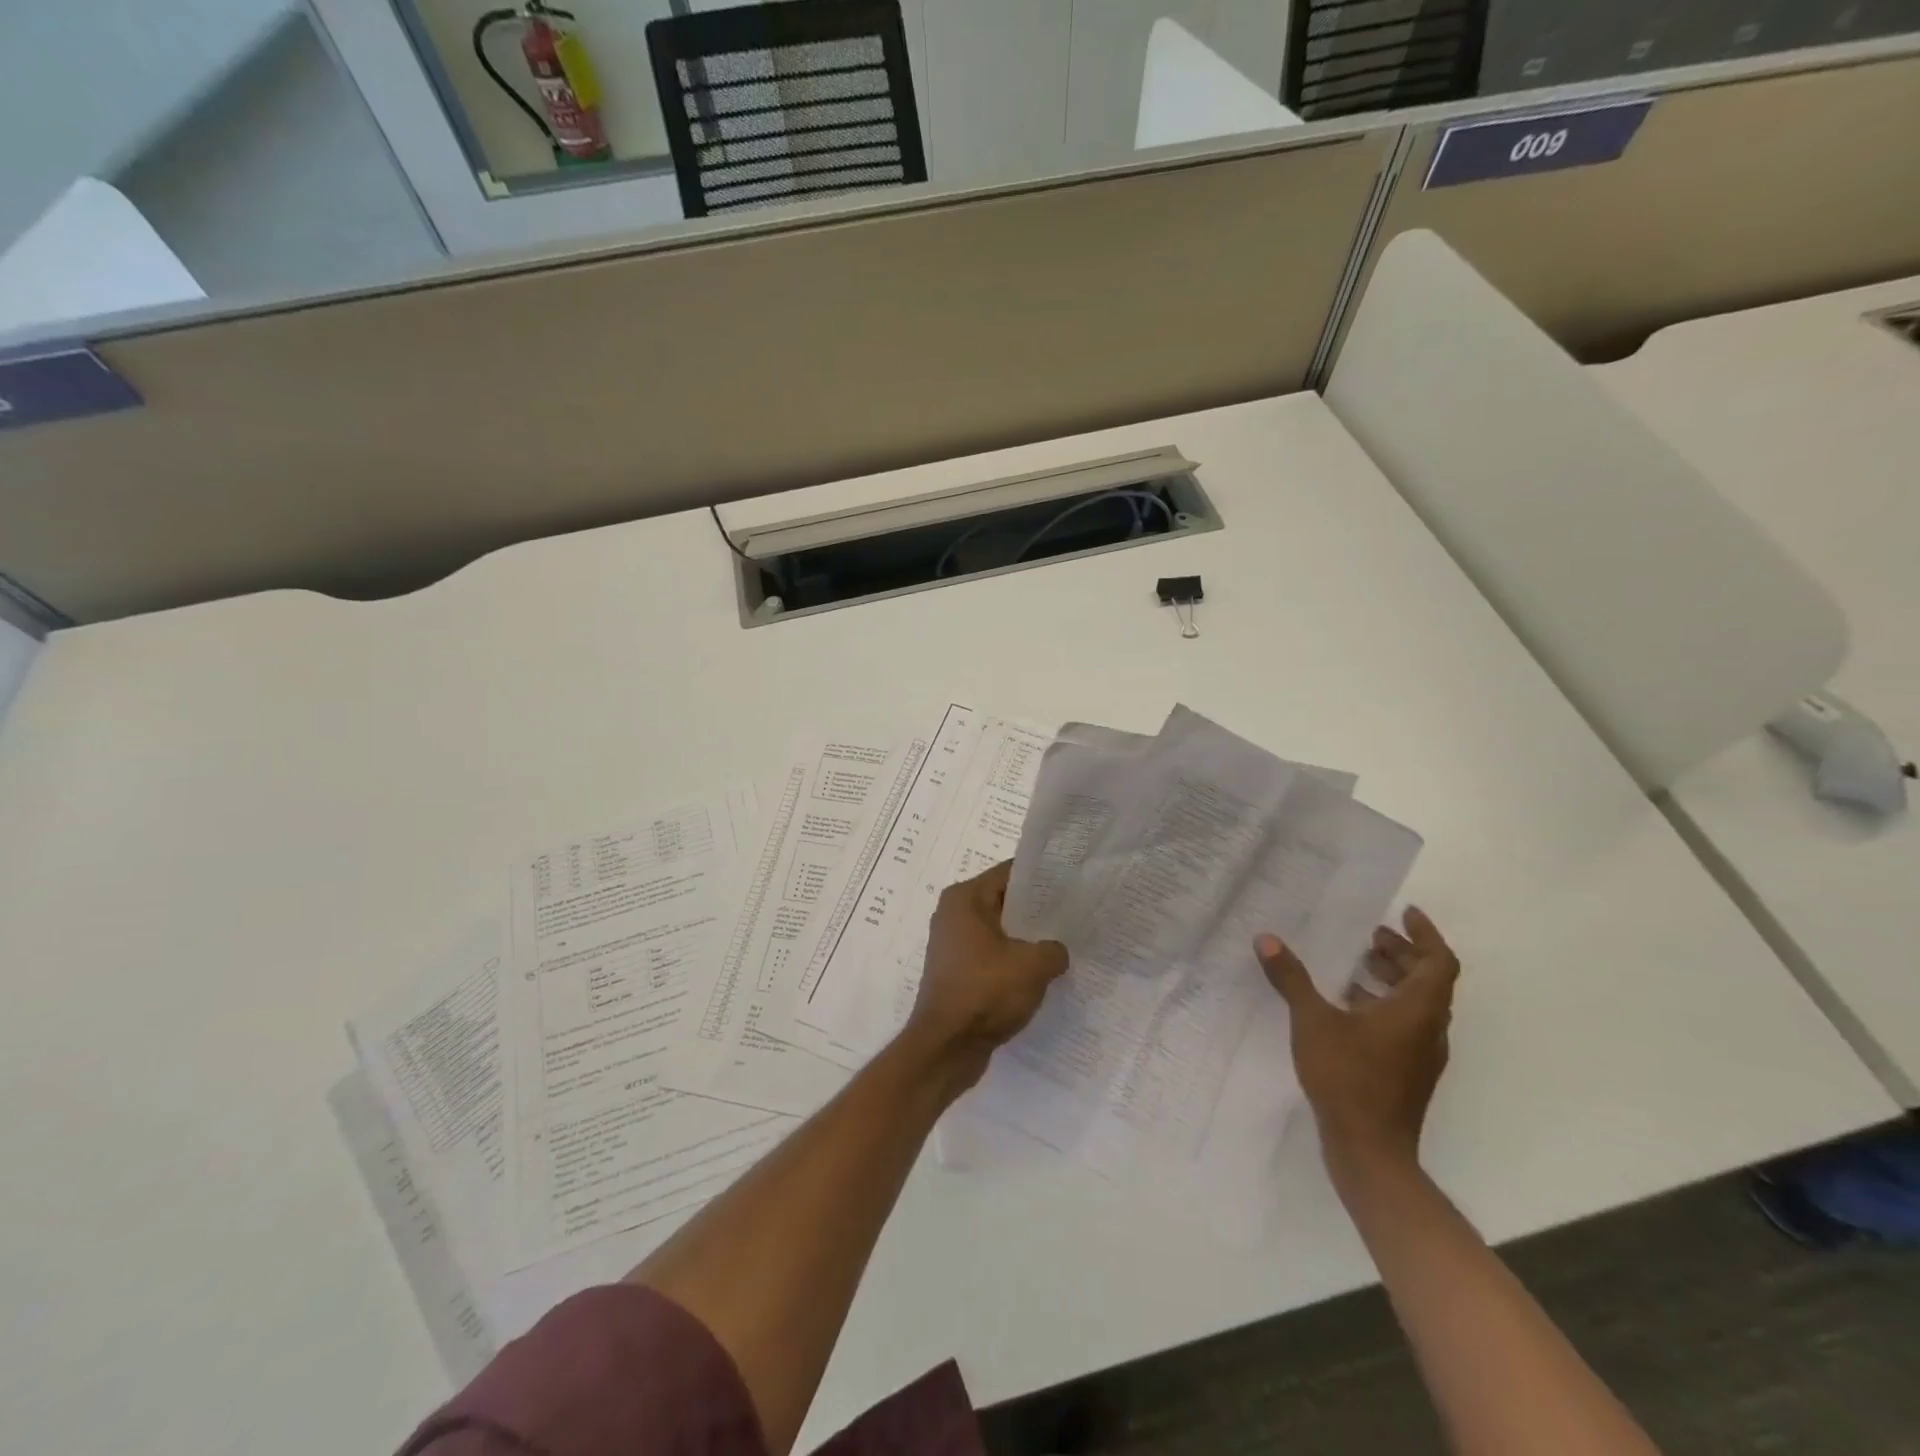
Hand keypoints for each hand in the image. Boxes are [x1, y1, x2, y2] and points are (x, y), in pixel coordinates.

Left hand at [906, 861, 1067, 1081]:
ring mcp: (952, 944)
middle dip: (1035, 910)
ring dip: (1025, 939)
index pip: (1009, 873)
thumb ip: (1054, 948)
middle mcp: (953, 914)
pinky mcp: (956, 972)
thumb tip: (1057, 951)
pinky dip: (1012, 961)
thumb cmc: (986, 992)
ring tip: (1061, 945)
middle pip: (1003, 900)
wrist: (946, 1047)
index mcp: (965, 898)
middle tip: (1072, 915)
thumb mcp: (1033, 965)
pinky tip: (1039, 974)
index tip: (1071, 884)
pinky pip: (991, 955)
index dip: (1041, 877)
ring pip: (998, 930)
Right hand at [1255, 908, 1459, 1177]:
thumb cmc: (1348, 1077)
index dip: (1425, 934)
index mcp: (1418, 1011)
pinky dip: (1383, 1006)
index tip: (1405, 913)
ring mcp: (1420, 1055)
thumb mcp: (1313, 1021)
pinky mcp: (1406, 1073)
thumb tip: (1266, 939)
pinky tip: (1347, 1008)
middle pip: (1428, 981)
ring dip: (1392, 980)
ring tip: (1357, 965)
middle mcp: (1428, 1029)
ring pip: (1416, 1005)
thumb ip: (1291, 979)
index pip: (1439, 962)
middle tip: (1373, 936)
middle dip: (1403, 954)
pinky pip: (1404, 1026)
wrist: (1370, 1150)